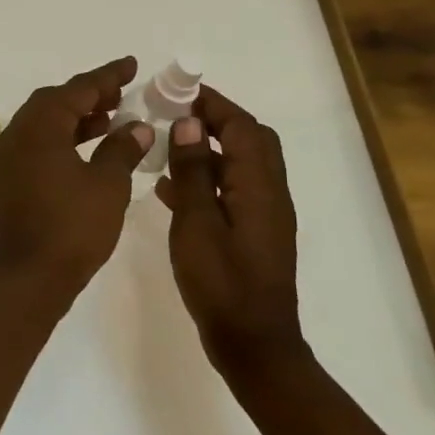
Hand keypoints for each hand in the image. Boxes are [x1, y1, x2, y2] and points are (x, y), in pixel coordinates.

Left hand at [0, 56, 153, 303]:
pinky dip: (61, 138)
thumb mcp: (107, 185)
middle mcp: (15, 134)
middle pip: (53, 102)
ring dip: (75, 117)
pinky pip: (36, 144)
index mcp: (38, 128)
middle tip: (121, 93)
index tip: (131, 65)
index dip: (106, 76)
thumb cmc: (72, 228)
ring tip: (110, 119)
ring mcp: (6, 158)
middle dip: (88, 95)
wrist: (27, 278)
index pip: (76, 90)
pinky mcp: (6, 179)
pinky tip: (87, 150)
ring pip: (43, 123)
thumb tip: (137, 127)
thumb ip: (122, 149)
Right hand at [154, 86, 306, 370]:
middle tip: (174, 113)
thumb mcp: (196, 224)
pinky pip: (231, 190)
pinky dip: (206, 178)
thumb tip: (188, 123)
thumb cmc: (222, 283)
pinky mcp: (253, 233)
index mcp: (258, 186)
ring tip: (166, 143)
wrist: (252, 344)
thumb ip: (192, 172)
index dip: (212, 103)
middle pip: (249, 140)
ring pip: (239, 165)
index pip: (241, 126)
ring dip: (208, 147)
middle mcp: (268, 193)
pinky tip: (170, 188)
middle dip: (214, 120)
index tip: (177, 90)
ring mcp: (263, 215)